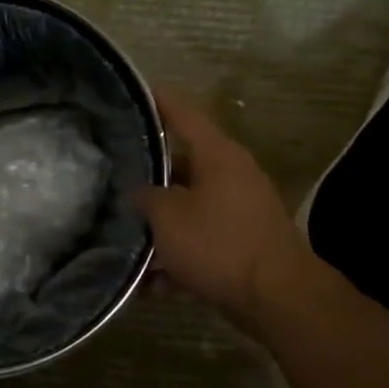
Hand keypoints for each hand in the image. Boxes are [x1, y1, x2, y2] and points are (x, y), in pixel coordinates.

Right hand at [136, 89, 311, 319]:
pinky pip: (199, 240)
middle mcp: (232, 175)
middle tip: (112, 174)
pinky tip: (150, 281)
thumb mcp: (168, 217)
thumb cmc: (218, 243)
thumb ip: (146, 197)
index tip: (135, 90)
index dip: (158, 102)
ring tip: (123, 235)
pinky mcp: (241, 243)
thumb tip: (137, 191)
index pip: (183, 115)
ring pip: (187, 207)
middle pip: (181, 165)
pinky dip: (176, 254)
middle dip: (147, 175)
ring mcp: (239, 210)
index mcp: (218, 155)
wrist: (276, 297)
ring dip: (159, 223)